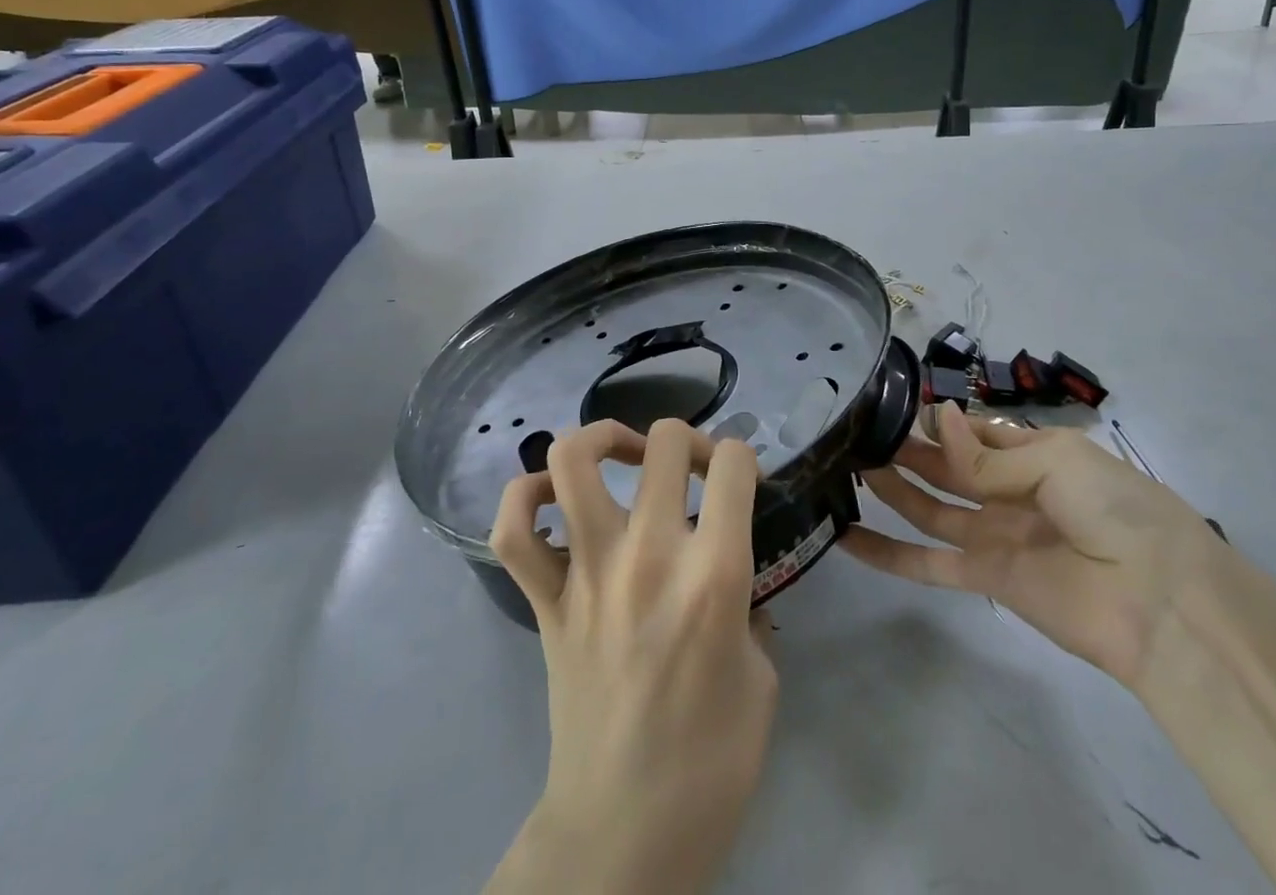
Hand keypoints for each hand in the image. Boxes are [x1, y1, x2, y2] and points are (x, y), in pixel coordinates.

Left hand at [486, 419, 775, 894]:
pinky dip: (526, 498)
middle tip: (691, 471)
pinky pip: (513, 530)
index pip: (733, 466)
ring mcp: (587, 574)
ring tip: (623, 456)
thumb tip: (726, 579)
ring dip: (601, 439)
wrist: (622, 835)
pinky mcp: (545, 601)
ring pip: (572, 461)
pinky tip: (553, 499)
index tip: (739, 484)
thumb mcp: (762, 679)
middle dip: (686, 440)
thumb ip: (746, 608)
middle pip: (663, 443)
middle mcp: (648, 556)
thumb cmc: (710, 765)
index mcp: (713, 575)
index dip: (743, 460)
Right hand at [841, 403, 1226, 690]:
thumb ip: (987, 456)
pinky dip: (888, 554)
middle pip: (945, 466)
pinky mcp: (985, 577)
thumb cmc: (1116, 508)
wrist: (1160, 601)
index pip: (973, 430)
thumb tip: (939, 421)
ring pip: (929, 507)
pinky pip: (928, 562)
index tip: (889, 402)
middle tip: (856, 431)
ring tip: (846, 464)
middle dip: (906, 448)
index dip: (938, 419)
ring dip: (892, 489)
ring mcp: (995, 535)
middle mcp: (1009, 490)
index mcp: (1034, 453)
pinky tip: (847, 537)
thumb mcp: (1056, 462)